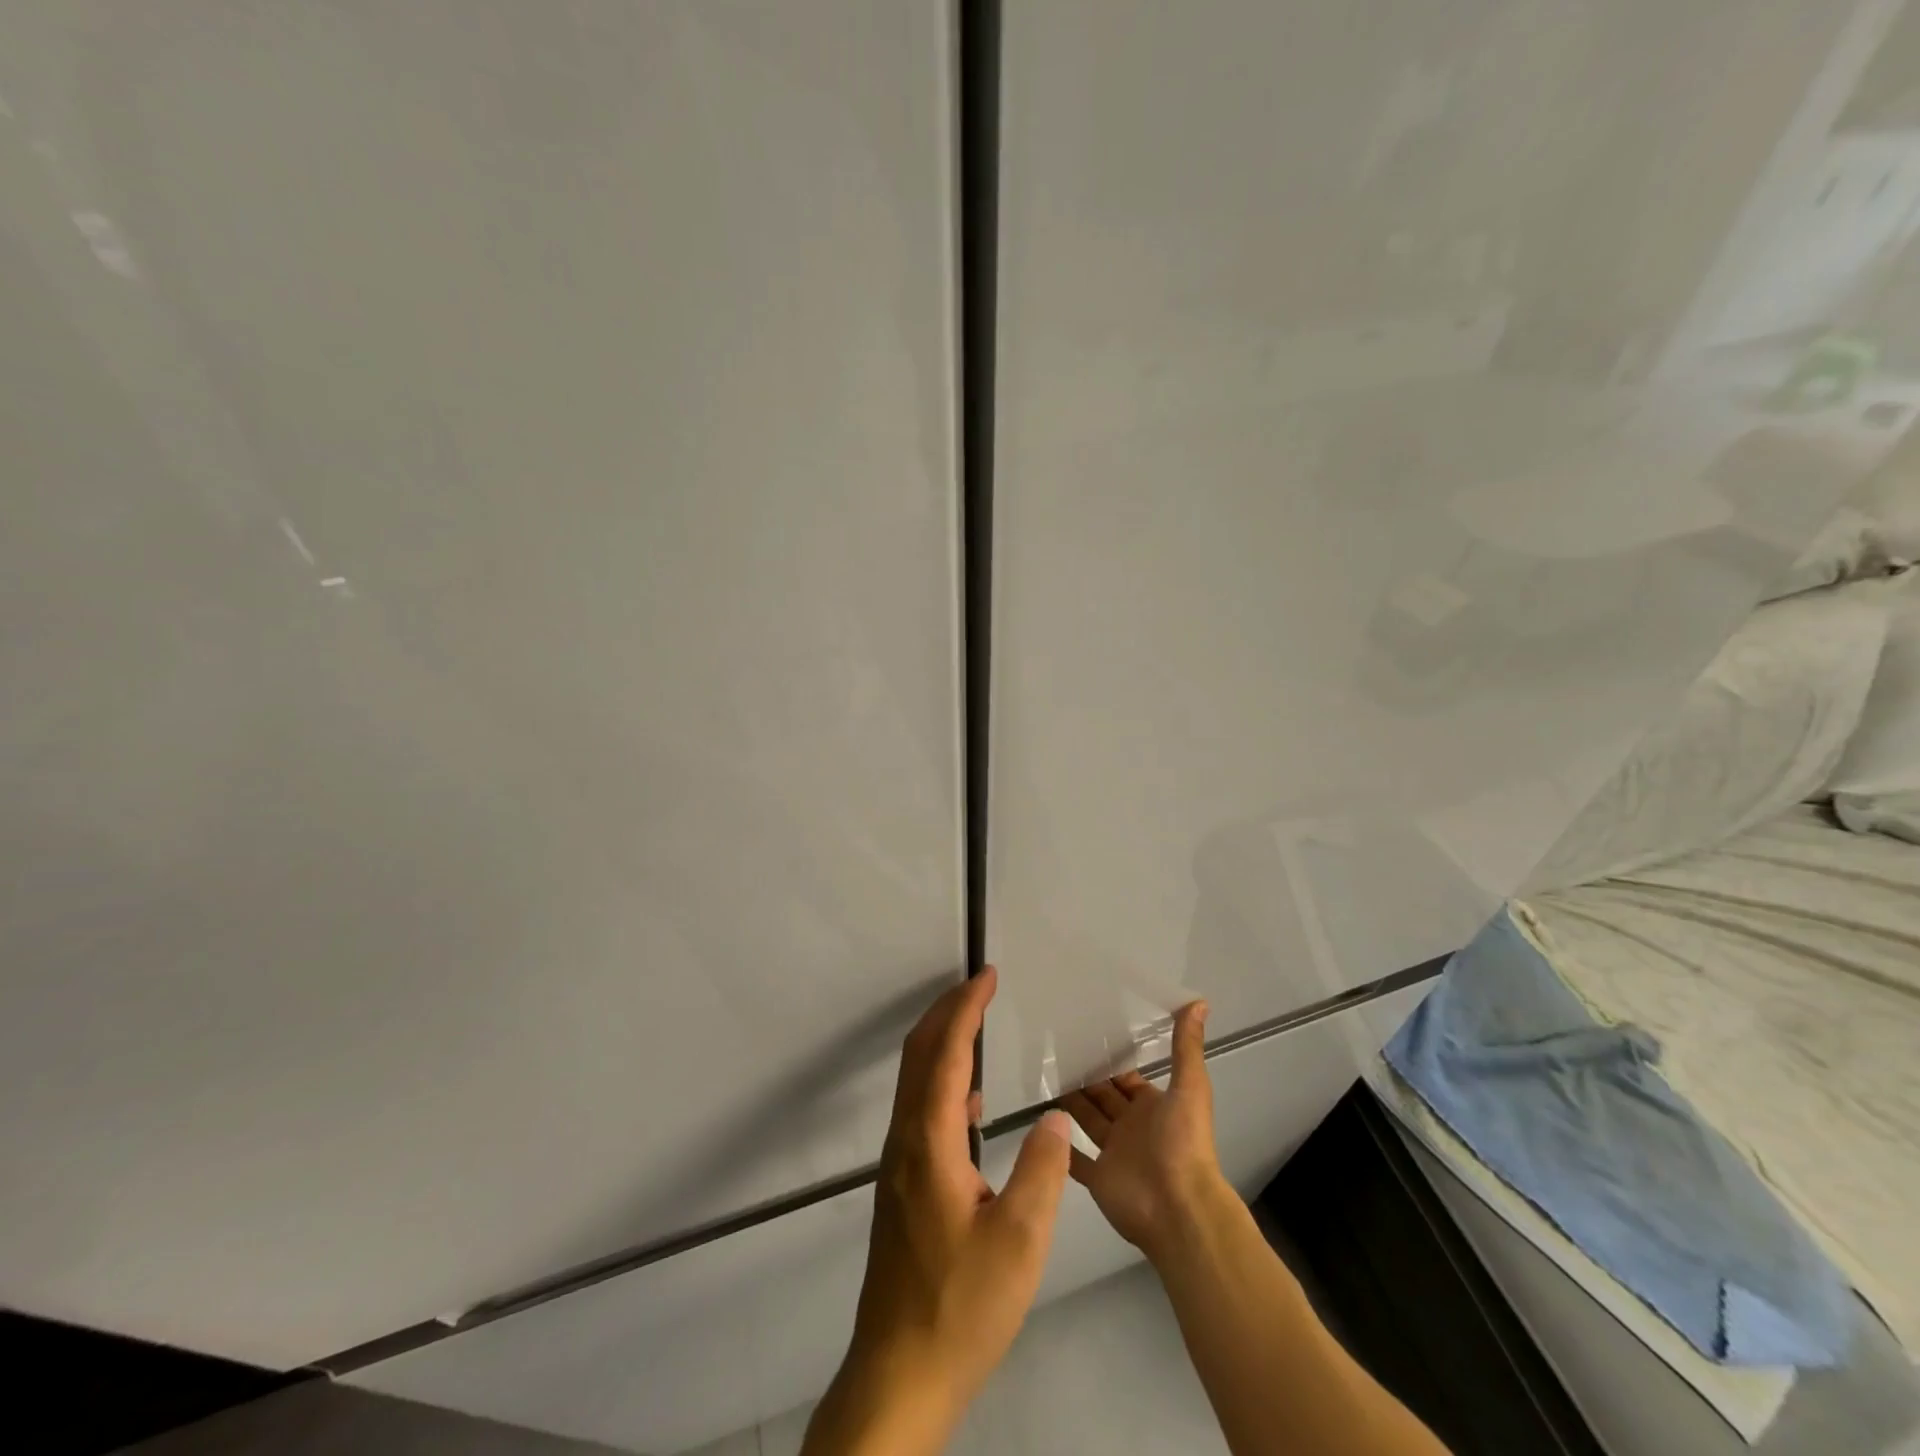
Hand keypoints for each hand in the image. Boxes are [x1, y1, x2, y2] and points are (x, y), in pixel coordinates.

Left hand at [807, 966, 1072, 1453]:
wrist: (899, 1371)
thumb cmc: (962, 1307)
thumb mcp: (1019, 1242)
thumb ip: (1042, 1172)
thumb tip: (1056, 1119)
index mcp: (930, 1143)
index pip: (947, 1054)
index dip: (967, 1009)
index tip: (987, 977)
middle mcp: (905, 1141)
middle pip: (919, 1055)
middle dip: (947, 1011)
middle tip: (980, 986)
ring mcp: (898, 1163)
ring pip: (915, 1080)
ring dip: (942, 1042)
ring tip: (977, 1026)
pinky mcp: (901, 1184)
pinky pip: (919, 1109)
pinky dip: (942, 1081)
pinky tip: (972, 1102)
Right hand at [1063, 1001, 1224, 1260]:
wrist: (1179, 1208)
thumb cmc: (1183, 1143)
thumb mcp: (1189, 1087)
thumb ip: (1186, 1047)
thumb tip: (1199, 1001)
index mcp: (1153, 1106)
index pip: (1127, 1078)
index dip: (1110, 1060)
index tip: (1084, 1036)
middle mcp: (1133, 1127)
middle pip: (1104, 1097)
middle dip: (1085, 1077)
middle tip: (1053, 1051)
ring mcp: (1114, 1154)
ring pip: (1087, 1121)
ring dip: (1070, 1104)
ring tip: (1042, 1077)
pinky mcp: (1098, 1179)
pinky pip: (1075, 1160)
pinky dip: (1060, 1146)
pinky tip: (1040, 1127)